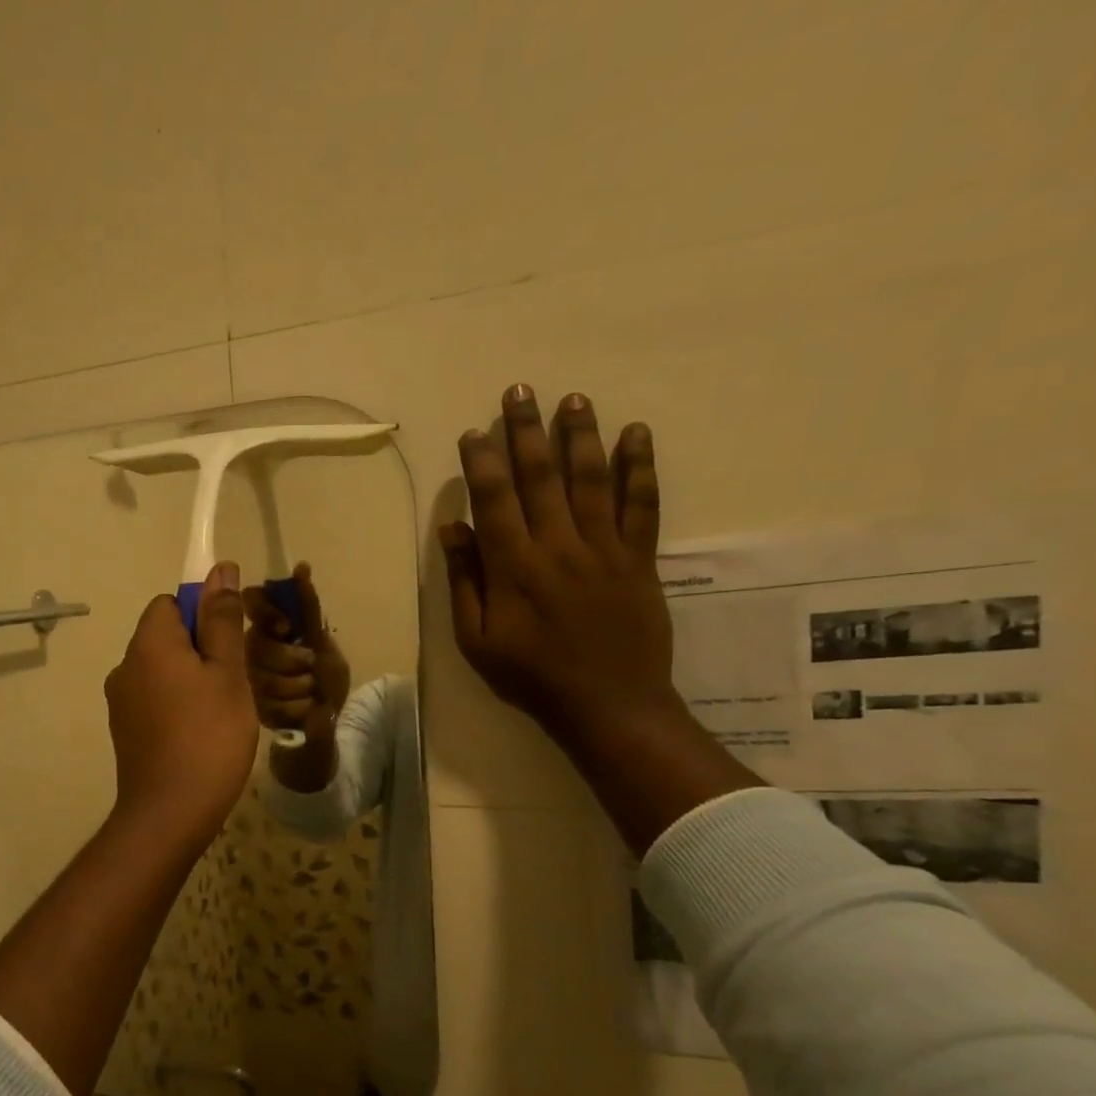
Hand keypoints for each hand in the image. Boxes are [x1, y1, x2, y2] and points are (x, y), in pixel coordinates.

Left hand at [105, 561, 258, 850]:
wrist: (170, 812)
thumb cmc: (209, 736)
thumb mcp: (227, 672)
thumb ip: (222, 620)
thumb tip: (220, 570)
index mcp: (148, 643)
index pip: (171, 602)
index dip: (203, 614)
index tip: (229, 645)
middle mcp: (125, 665)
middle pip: (166, 636)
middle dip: (201, 649)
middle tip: (233, 682)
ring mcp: (120, 701)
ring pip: (162, 670)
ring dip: (191, 679)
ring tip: (221, 712)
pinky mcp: (124, 730)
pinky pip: (154, 699)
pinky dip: (176, 705)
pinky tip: (200, 734)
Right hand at [241, 563, 351, 739]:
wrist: (330, 719)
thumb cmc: (326, 675)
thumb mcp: (321, 639)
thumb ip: (307, 606)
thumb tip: (301, 566)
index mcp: (266, 627)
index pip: (251, 601)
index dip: (266, 612)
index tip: (285, 627)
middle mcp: (249, 650)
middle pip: (259, 646)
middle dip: (293, 660)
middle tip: (310, 666)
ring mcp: (246, 681)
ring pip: (264, 678)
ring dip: (299, 686)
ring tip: (310, 691)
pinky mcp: (250, 710)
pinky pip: (270, 704)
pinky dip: (296, 708)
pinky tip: (303, 708)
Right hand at [439, 385, 675, 739]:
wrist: (608, 704)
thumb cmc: (531, 676)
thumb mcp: (476, 640)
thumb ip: (465, 582)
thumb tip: (453, 530)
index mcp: (514, 567)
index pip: (494, 500)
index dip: (483, 462)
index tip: (474, 433)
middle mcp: (558, 545)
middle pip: (541, 477)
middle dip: (527, 431)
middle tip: (520, 391)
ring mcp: (604, 549)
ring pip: (591, 479)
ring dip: (581, 436)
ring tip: (574, 399)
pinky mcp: (640, 559)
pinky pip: (642, 505)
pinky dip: (641, 468)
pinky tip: (637, 434)